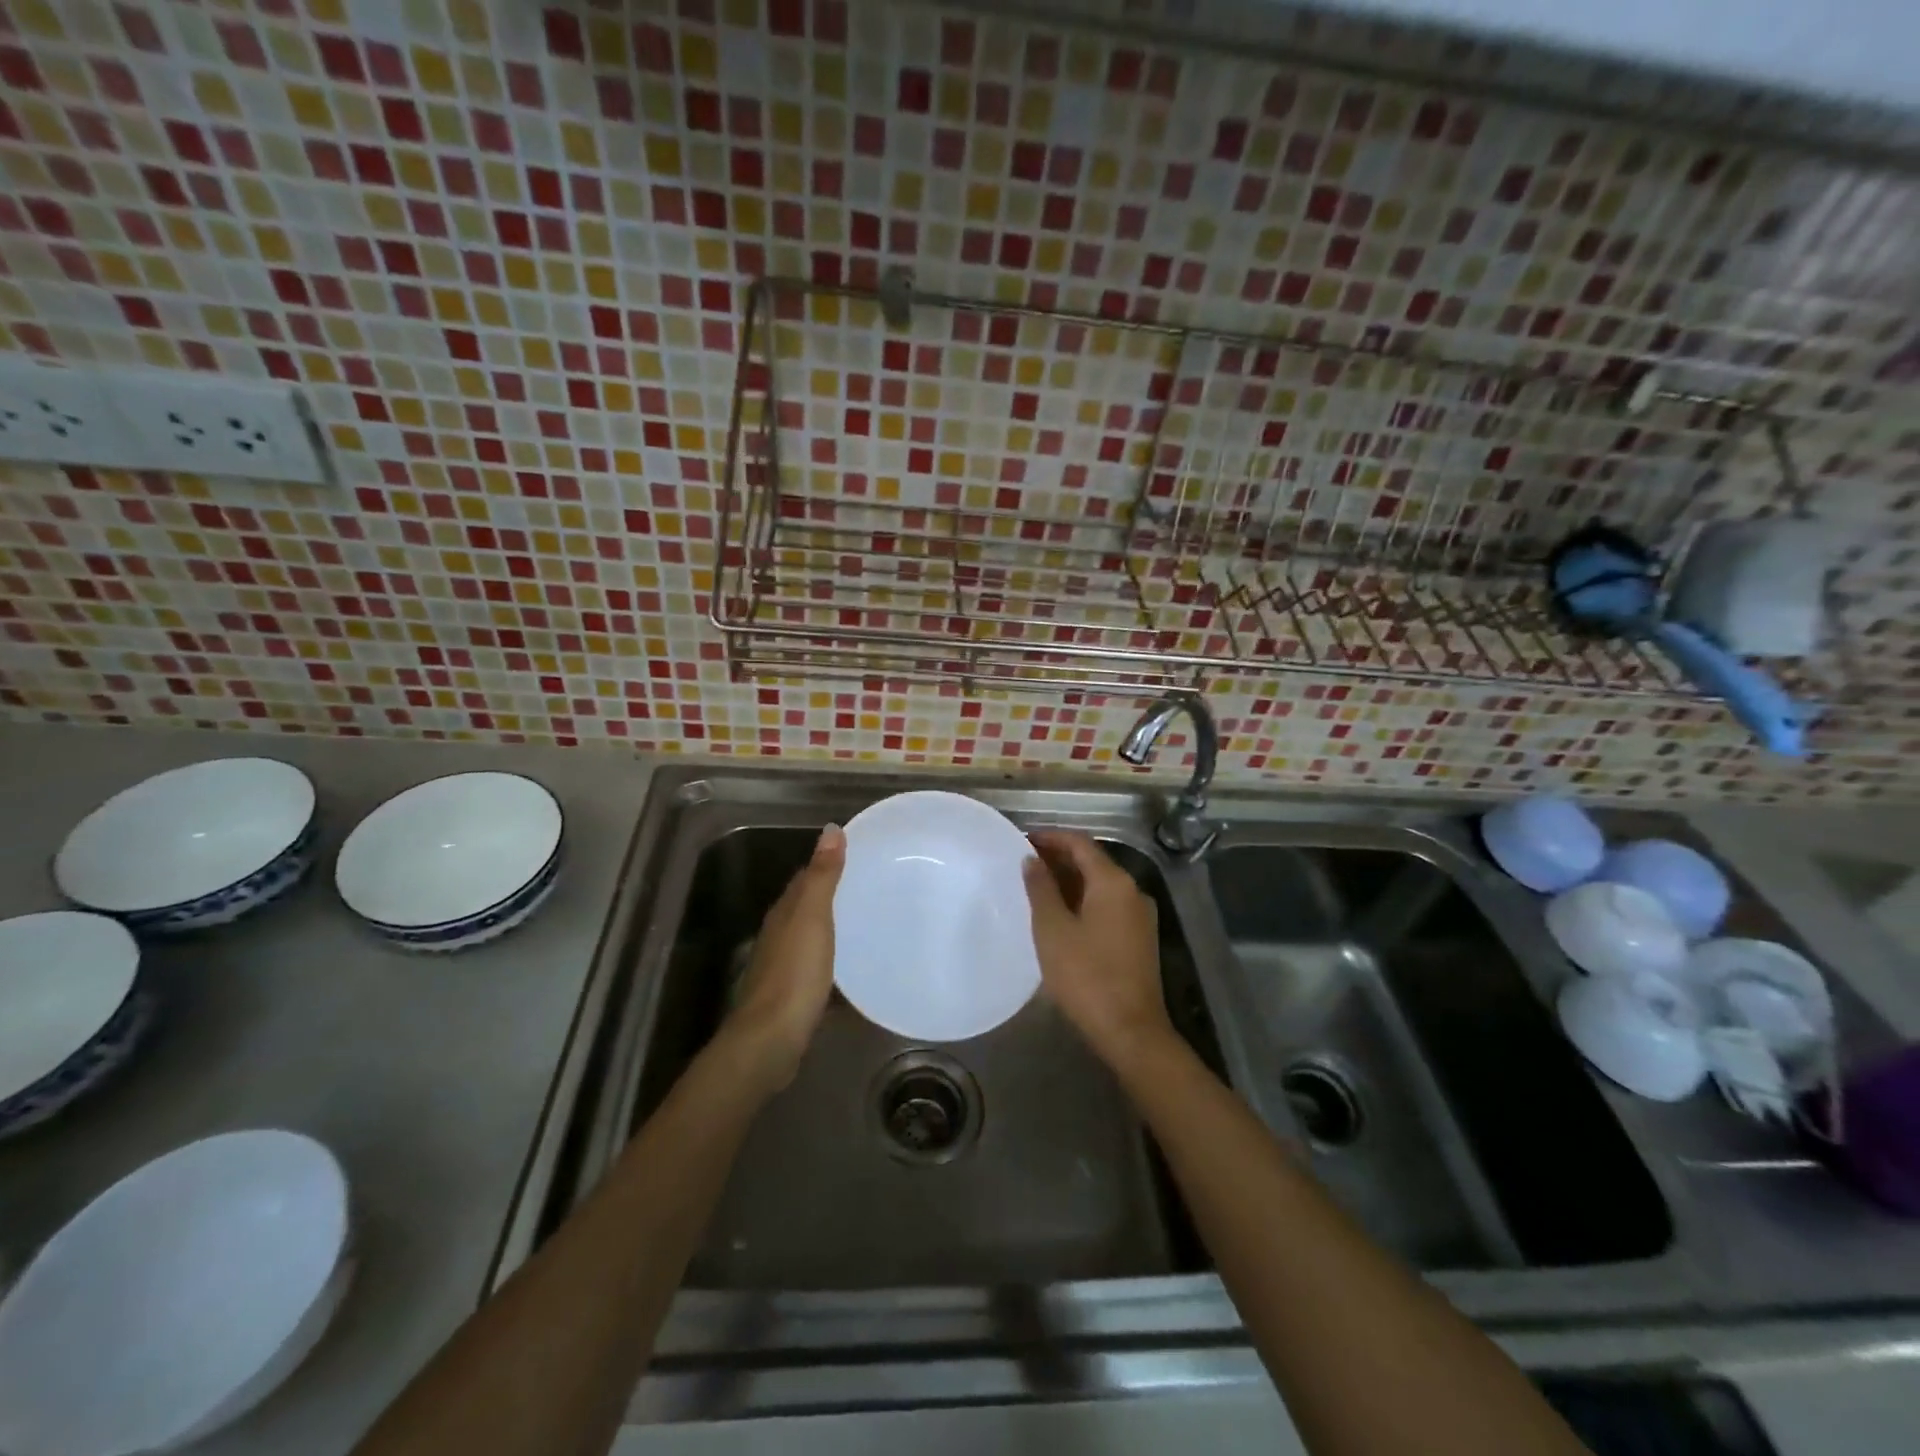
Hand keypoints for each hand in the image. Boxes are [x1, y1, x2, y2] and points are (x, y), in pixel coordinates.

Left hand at [723, 824, 845, 1093]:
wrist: (770, 1040)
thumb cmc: (794, 974)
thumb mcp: (812, 918)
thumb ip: (822, 876)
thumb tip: (830, 829)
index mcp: (784, 913)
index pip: (804, 878)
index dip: (827, 864)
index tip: (857, 855)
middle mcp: (779, 935)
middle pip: (806, 907)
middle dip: (832, 895)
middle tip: (870, 887)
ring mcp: (784, 967)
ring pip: (811, 937)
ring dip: (833, 928)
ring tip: (868, 923)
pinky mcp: (793, 996)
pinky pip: (817, 968)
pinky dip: (834, 961)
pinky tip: (853, 967)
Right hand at [1023, 830, 1173, 1070]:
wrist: (1130, 1031)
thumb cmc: (1086, 976)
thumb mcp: (1053, 929)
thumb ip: (1041, 889)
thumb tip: (1032, 859)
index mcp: (1113, 882)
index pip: (1080, 843)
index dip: (1051, 837)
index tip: (1023, 839)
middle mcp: (1132, 890)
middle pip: (1093, 861)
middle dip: (1059, 858)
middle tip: (1025, 863)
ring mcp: (1139, 915)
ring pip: (1100, 884)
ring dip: (1070, 880)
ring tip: (1036, 887)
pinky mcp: (1139, 937)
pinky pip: (1107, 904)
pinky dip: (1083, 900)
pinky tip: (1060, 914)